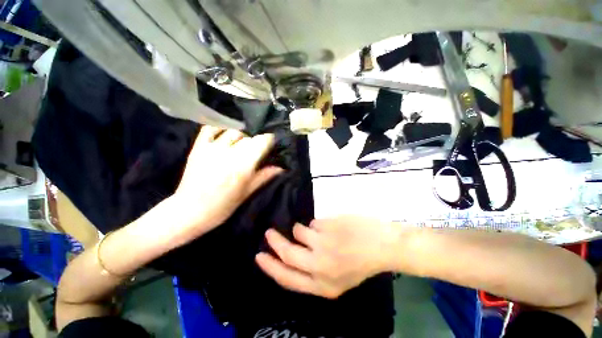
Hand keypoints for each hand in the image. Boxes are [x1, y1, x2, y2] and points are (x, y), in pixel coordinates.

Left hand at [171, 126, 282, 235]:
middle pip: (249, 137)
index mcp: (243, 165)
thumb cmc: (222, 206)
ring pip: (233, 132)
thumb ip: (264, 177)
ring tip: (241, 145)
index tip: (271, 144)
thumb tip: (280, 168)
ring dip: (241, 136)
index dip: (269, 140)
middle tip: (256, 151)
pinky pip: (210, 128)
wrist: (189, 210)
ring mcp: (212, 148)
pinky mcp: (198, 147)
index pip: (262, 142)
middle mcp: (229, 152)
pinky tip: (225, 135)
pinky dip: (220, 128)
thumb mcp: (247, 193)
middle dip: (256, 142)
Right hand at [255, 216, 401, 298]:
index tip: (259, 256)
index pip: (287, 278)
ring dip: (303, 230)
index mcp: (324, 285)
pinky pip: (314, 223)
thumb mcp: (338, 277)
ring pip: (299, 232)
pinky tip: (333, 227)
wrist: (385, 245)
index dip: (270, 267)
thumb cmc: (362, 262)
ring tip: (318, 230)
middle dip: (275, 243)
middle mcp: (320, 267)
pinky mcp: (328, 227)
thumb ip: (316, 271)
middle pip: (287, 254)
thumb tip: (295, 253)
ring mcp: (324, 244)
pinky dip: (319, 224)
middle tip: (269, 233)